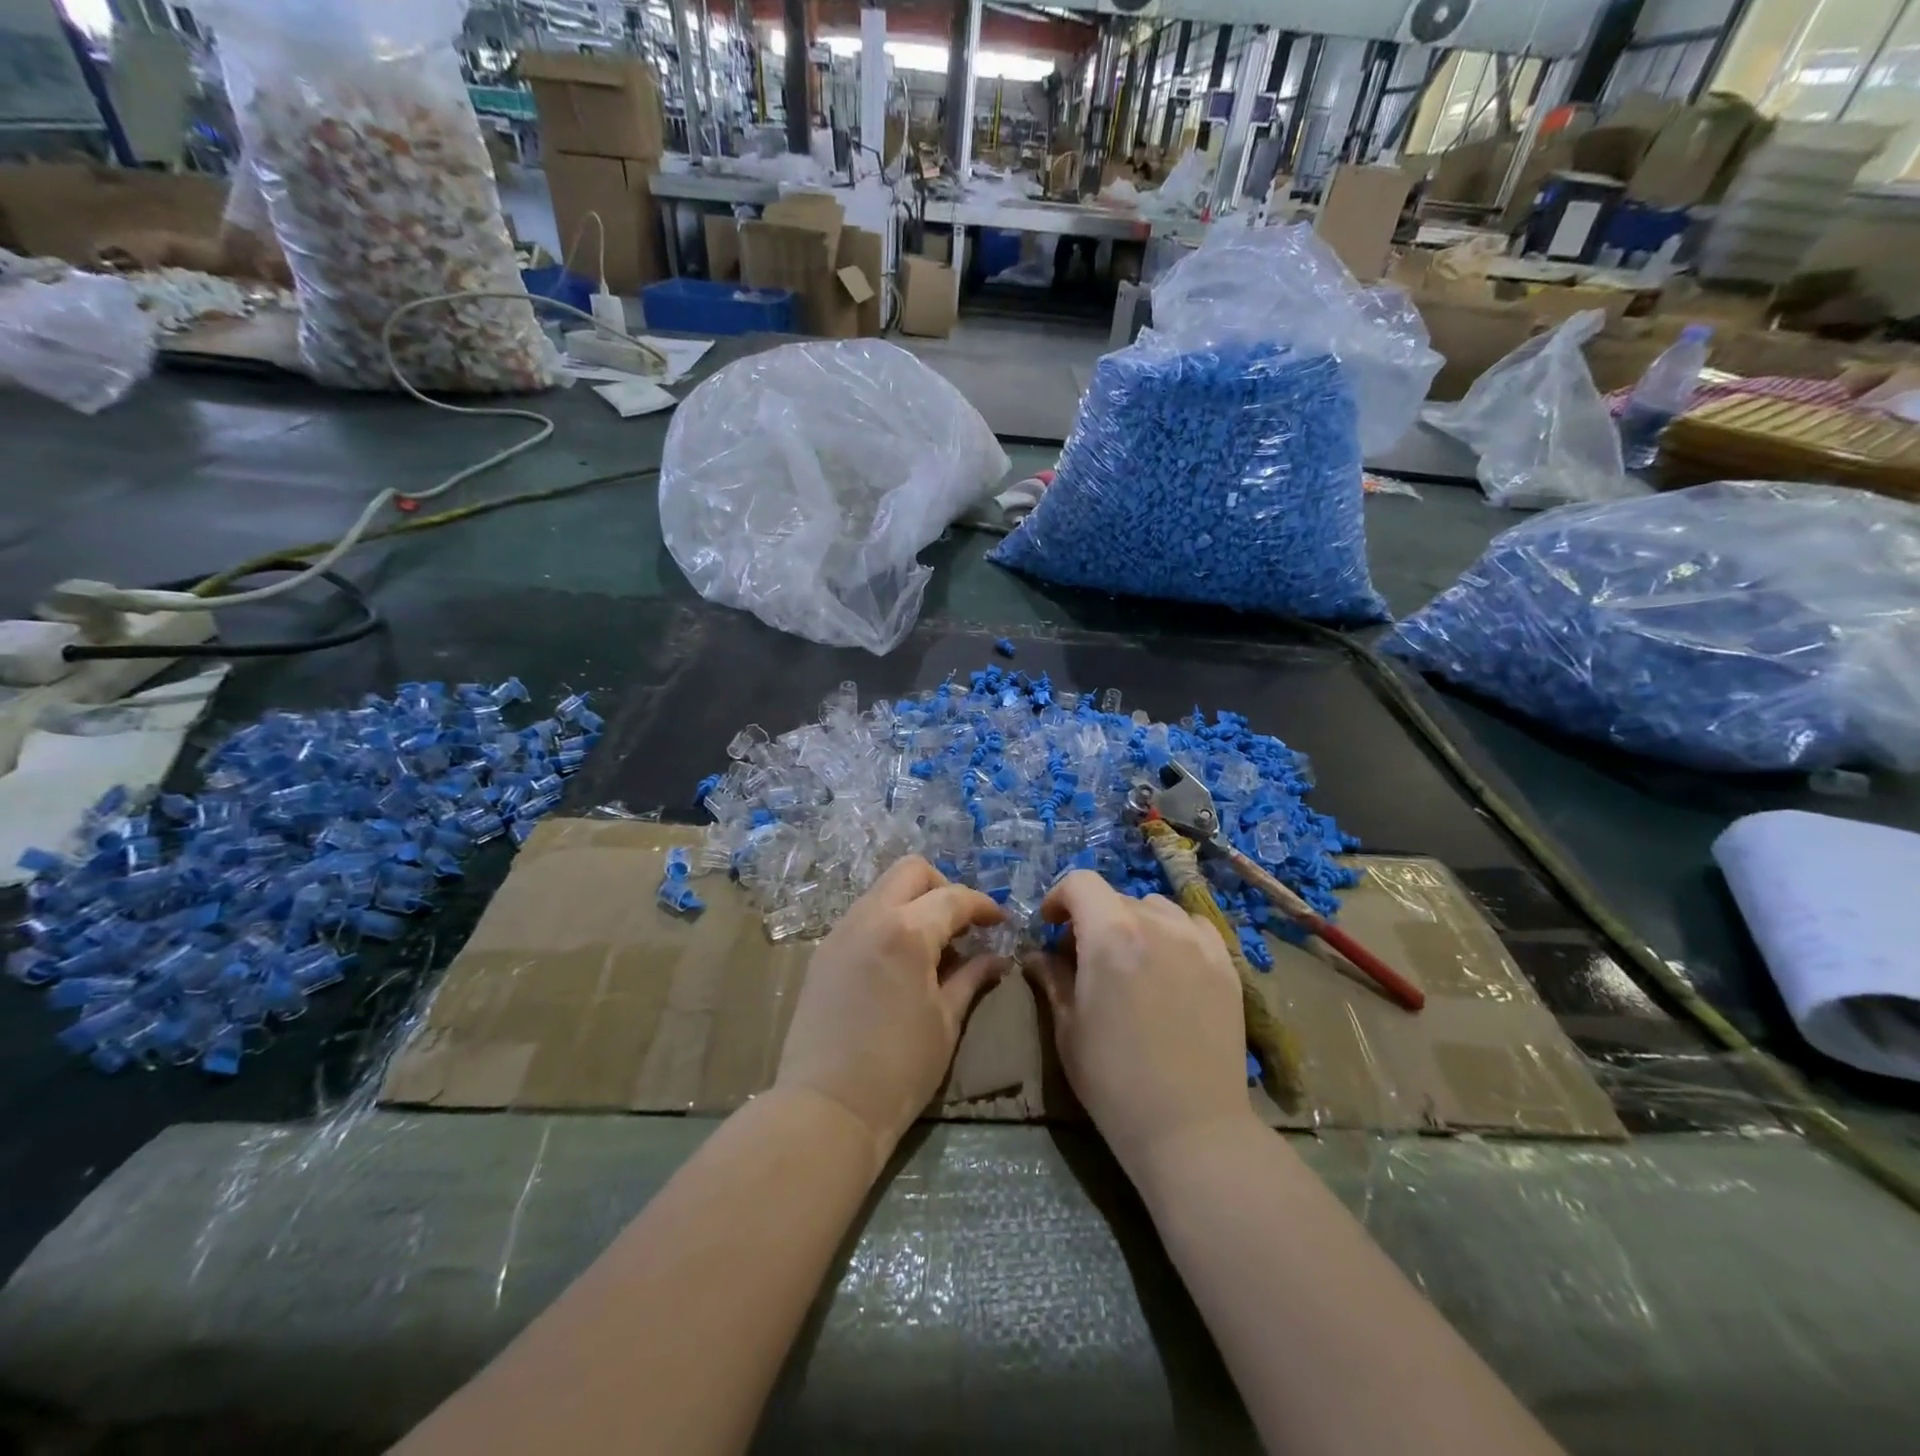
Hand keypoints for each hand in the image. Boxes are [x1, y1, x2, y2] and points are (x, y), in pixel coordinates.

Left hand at [774, 856, 1008, 1153]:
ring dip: (914, 901)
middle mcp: (870, 917)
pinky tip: (902, 958)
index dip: (982, 905)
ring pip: (884, 889)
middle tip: (963, 923)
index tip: (999, 921)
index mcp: (907, 932)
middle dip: (944, 886)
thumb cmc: (899, 1068)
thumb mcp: (946, 1021)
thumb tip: (998, 958)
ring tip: (934, 943)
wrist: (827, 1107)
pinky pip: (864, 914)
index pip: (953, 898)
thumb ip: (972, 977)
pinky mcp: (825, 950)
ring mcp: (841, 931)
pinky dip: (889, 919)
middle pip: (912, 871)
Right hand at [1027, 871, 1255, 1175]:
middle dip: (1093, 917)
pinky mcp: (1226, 964)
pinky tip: (1168, 965)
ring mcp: (1198, 942)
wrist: (1190, 1128)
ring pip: (1156, 907)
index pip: (1080, 883)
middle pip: (1116, 897)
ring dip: (1133, 922)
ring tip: (1130, 960)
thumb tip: (1038, 956)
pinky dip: (1173, 933)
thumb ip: (1052, 979)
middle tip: (1084, 957)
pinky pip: (1193, 927)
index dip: (1059, 898)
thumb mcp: (1069, 1028)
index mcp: (1111, 936)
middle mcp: (1157, 925)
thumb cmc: (1114, 1081)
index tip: (1051, 927)